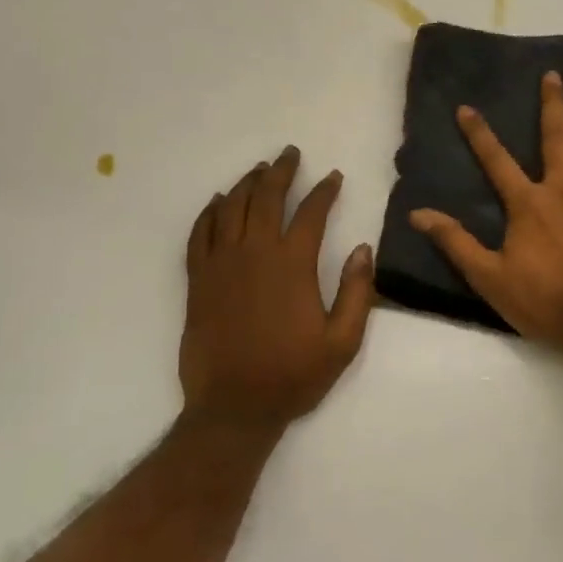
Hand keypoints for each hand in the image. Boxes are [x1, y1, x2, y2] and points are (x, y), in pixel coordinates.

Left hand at [179, 146, 376, 430]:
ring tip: (259, 170)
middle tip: (289, 154)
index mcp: (293, 264)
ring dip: (247, 183)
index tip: (333, 177)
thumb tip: (364, 248)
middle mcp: (255, 253)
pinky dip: (209, 212)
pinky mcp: (198, 279)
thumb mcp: (342, 342)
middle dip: (281, 171)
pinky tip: (218, 202)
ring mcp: (221, 263)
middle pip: (267, 197)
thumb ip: (357, 292)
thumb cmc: (293, 375)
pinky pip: (199, 233)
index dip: (324, 191)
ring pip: (231, 207)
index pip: (312, 213)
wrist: (233, 407)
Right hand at [409, 71, 562, 357]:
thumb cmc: (542, 300)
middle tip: (554, 75)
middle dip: (553, 106)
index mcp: (528, 203)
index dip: (479, 134)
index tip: (467, 107)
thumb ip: (454, 241)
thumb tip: (418, 214)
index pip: (496, 161)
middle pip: (557, 139)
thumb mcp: (487, 276)